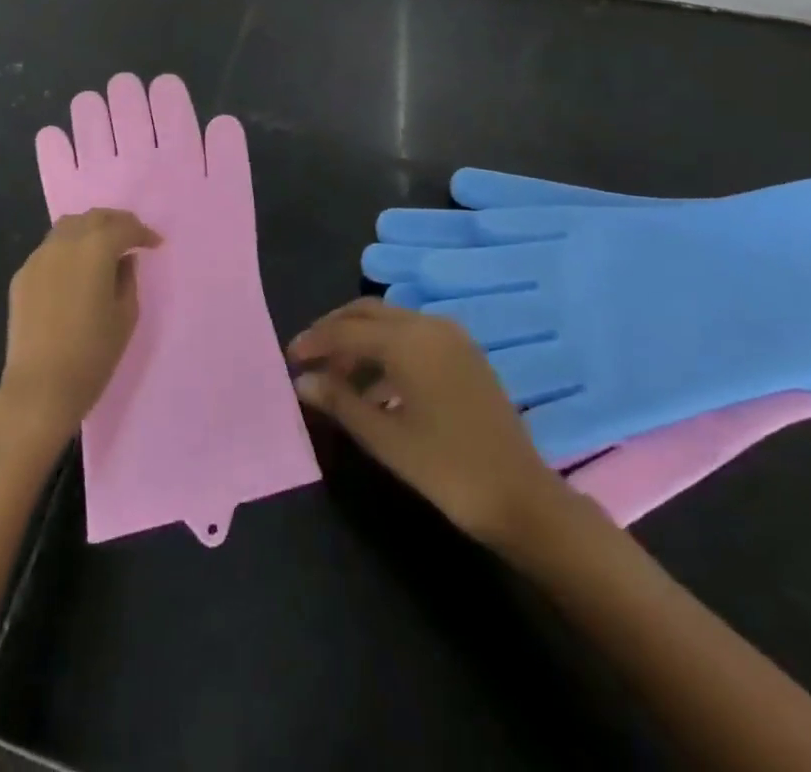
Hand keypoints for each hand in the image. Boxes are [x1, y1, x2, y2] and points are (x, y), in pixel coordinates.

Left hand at [0, 209, 159, 446]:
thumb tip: (123, 260)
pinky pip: (50, 249)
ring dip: (90, 229)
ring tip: (104, 247)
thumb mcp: (125, 315)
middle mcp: (64, 243)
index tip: (155, 244)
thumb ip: (127, 278)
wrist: (40, 388)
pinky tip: (76, 269)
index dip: (143, 233)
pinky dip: (68, 249)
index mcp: (95, 249)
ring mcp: (38, 258)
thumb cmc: (93, 354)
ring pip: (68, 226)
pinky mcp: (22, 275)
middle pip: (94, 217)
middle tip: (132, 237)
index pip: (124, 228)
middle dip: (117, 222)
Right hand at [289, 298, 577, 547]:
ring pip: (392, 322)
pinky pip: (414, 336)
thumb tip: (302, 381)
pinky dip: (387, 350)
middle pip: (369, 312)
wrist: (521, 497)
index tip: (289, 358)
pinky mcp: (465, 354)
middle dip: (335, 330)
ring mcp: (452, 337)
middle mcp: (429, 325)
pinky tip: (375, 388)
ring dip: (361, 340)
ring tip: (337, 378)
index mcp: (407, 340)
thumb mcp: (384, 437)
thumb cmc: (446, 468)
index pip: (346, 329)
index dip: (315, 341)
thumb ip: (340, 402)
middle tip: (309, 357)